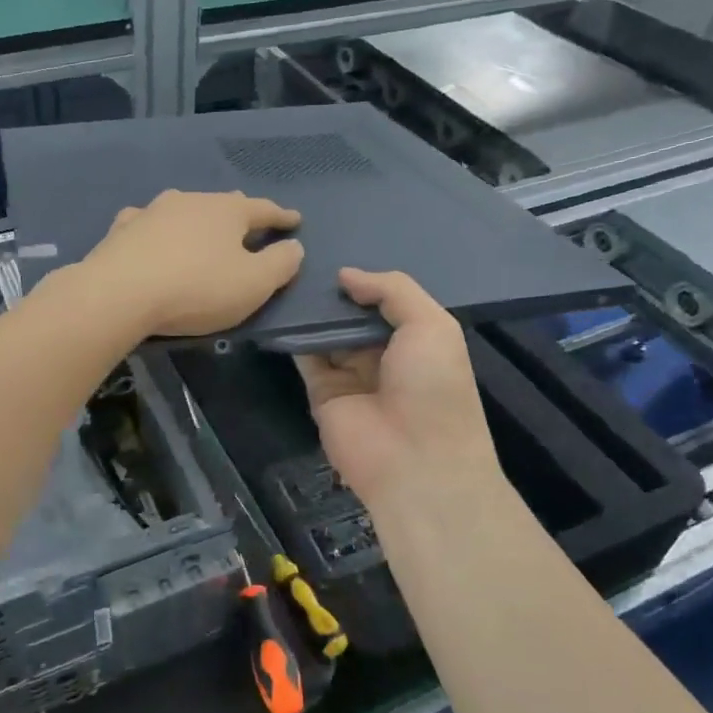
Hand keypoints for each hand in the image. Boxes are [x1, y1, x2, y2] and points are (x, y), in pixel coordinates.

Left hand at [79, 190, 304, 338]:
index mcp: (227, 211)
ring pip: (183, 210)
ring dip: (196, 220)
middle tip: (250, 222)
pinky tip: (151, 235)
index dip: (281, 217)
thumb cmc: (196, 288)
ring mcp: (152, 211)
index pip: (263, 209)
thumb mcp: (253, 284)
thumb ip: (280, 264)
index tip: (295, 220)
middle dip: (239, 214)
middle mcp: (190, 200)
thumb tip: (293, 246)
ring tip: (202, 230)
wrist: (119, 293)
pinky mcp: (122, 229)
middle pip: (222, 204)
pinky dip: (158, 230)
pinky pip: (148, 224)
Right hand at [294, 268, 506, 518]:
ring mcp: (350, 374)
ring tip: (286, 272)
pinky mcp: (321, 391)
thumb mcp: (431, 325)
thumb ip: (392, 291)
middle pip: (352, 315)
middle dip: (334, 292)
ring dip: (311, 309)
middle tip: (302, 257)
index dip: (366, 281)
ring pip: (326, 332)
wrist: (415, 460)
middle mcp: (383, 354)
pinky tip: (279, 304)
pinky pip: (304, 355)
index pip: (386, 302)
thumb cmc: (433, 386)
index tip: (337, 252)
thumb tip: (346, 275)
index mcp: (417, 339)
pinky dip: (293, 333)